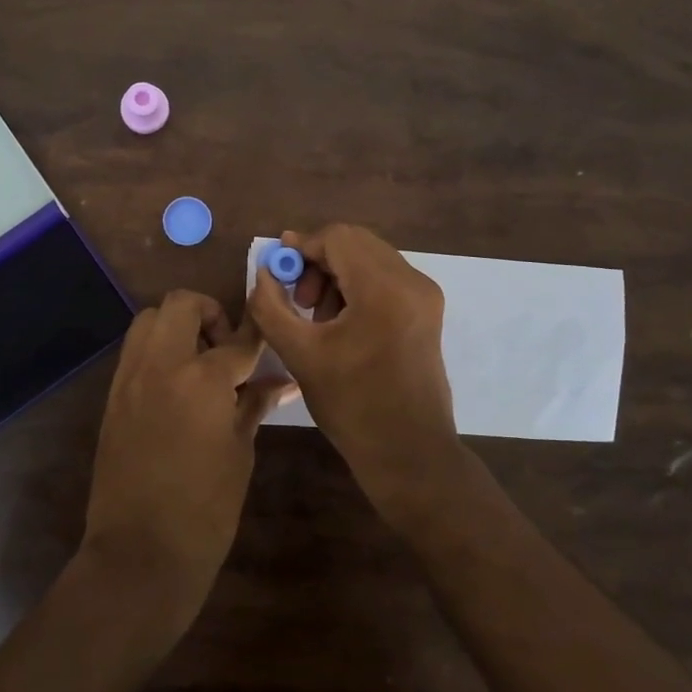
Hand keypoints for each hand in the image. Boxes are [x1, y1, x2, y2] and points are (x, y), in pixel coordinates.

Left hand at [80, 290, 293, 629]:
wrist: (139, 553)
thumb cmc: (205, 510)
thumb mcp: (239, 453)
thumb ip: (253, 405)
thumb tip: (279, 381)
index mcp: (201, 380)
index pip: (237, 340)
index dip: (257, 333)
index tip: (269, 329)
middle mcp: (160, 365)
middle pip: (181, 304)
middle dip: (210, 313)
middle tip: (226, 348)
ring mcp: (129, 378)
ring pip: (149, 319)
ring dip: (177, 326)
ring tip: (199, 363)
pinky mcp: (112, 396)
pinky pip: (135, 352)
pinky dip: (157, 351)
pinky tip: (177, 386)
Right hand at [247, 225, 465, 526]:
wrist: (409, 452)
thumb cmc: (352, 406)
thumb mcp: (300, 355)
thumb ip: (270, 306)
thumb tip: (264, 272)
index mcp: (384, 289)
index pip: (337, 238)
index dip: (302, 247)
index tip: (278, 269)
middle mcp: (412, 281)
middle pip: (356, 243)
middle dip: (319, 261)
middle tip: (297, 298)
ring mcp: (424, 295)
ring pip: (370, 258)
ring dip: (337, 274)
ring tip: (317, 316)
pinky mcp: (427, 310)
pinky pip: (385, 277)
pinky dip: (357, 286)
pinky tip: (341, 322)